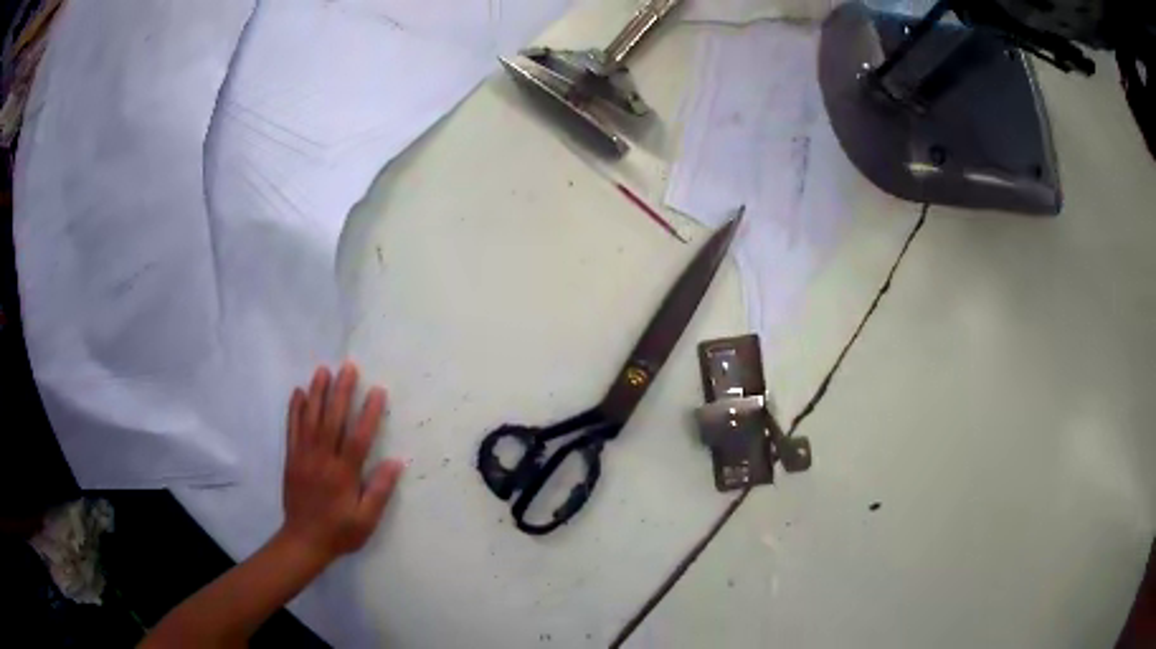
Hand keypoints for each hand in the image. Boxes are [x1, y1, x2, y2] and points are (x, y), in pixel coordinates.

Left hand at [279, 363, 403, 564]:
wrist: (303, 541)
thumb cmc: (340, 532)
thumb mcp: (366, 520)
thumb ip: (379, 491)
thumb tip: (396, 462)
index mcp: (343, 474)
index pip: (358, 438)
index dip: (368, 413)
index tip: (377, 391)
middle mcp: (322, 460)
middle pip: (332, 420)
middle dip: (341, 392)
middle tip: (348, 367)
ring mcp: (304, 457)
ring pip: (310, 419)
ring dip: (317, 393)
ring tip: (323, 370)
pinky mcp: (291, 459)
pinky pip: (292, 429)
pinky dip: (295, 410)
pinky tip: (298, 393)